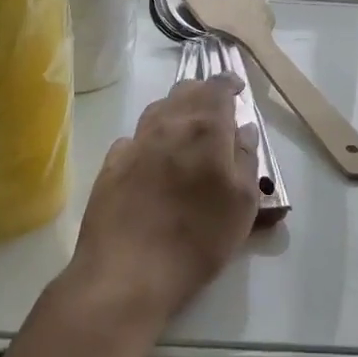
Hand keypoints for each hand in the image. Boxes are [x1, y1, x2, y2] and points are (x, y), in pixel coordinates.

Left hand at [67, 77, 260, 331]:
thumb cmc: (197, 238)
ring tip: (186, 129)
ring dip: (175, 110)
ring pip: (157, 109)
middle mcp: (168, 124)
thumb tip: (244, 128)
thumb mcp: (242, 204)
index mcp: (205, 128)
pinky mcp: (111, 165)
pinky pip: (134, 137)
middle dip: (203, 92)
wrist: (126, 273)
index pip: (218, 87)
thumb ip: (246, 158)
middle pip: (186, 90)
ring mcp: (135, 143)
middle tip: (216, 109)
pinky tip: (153, 157)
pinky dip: (149, 138)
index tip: (238, 89)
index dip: (229, 83)